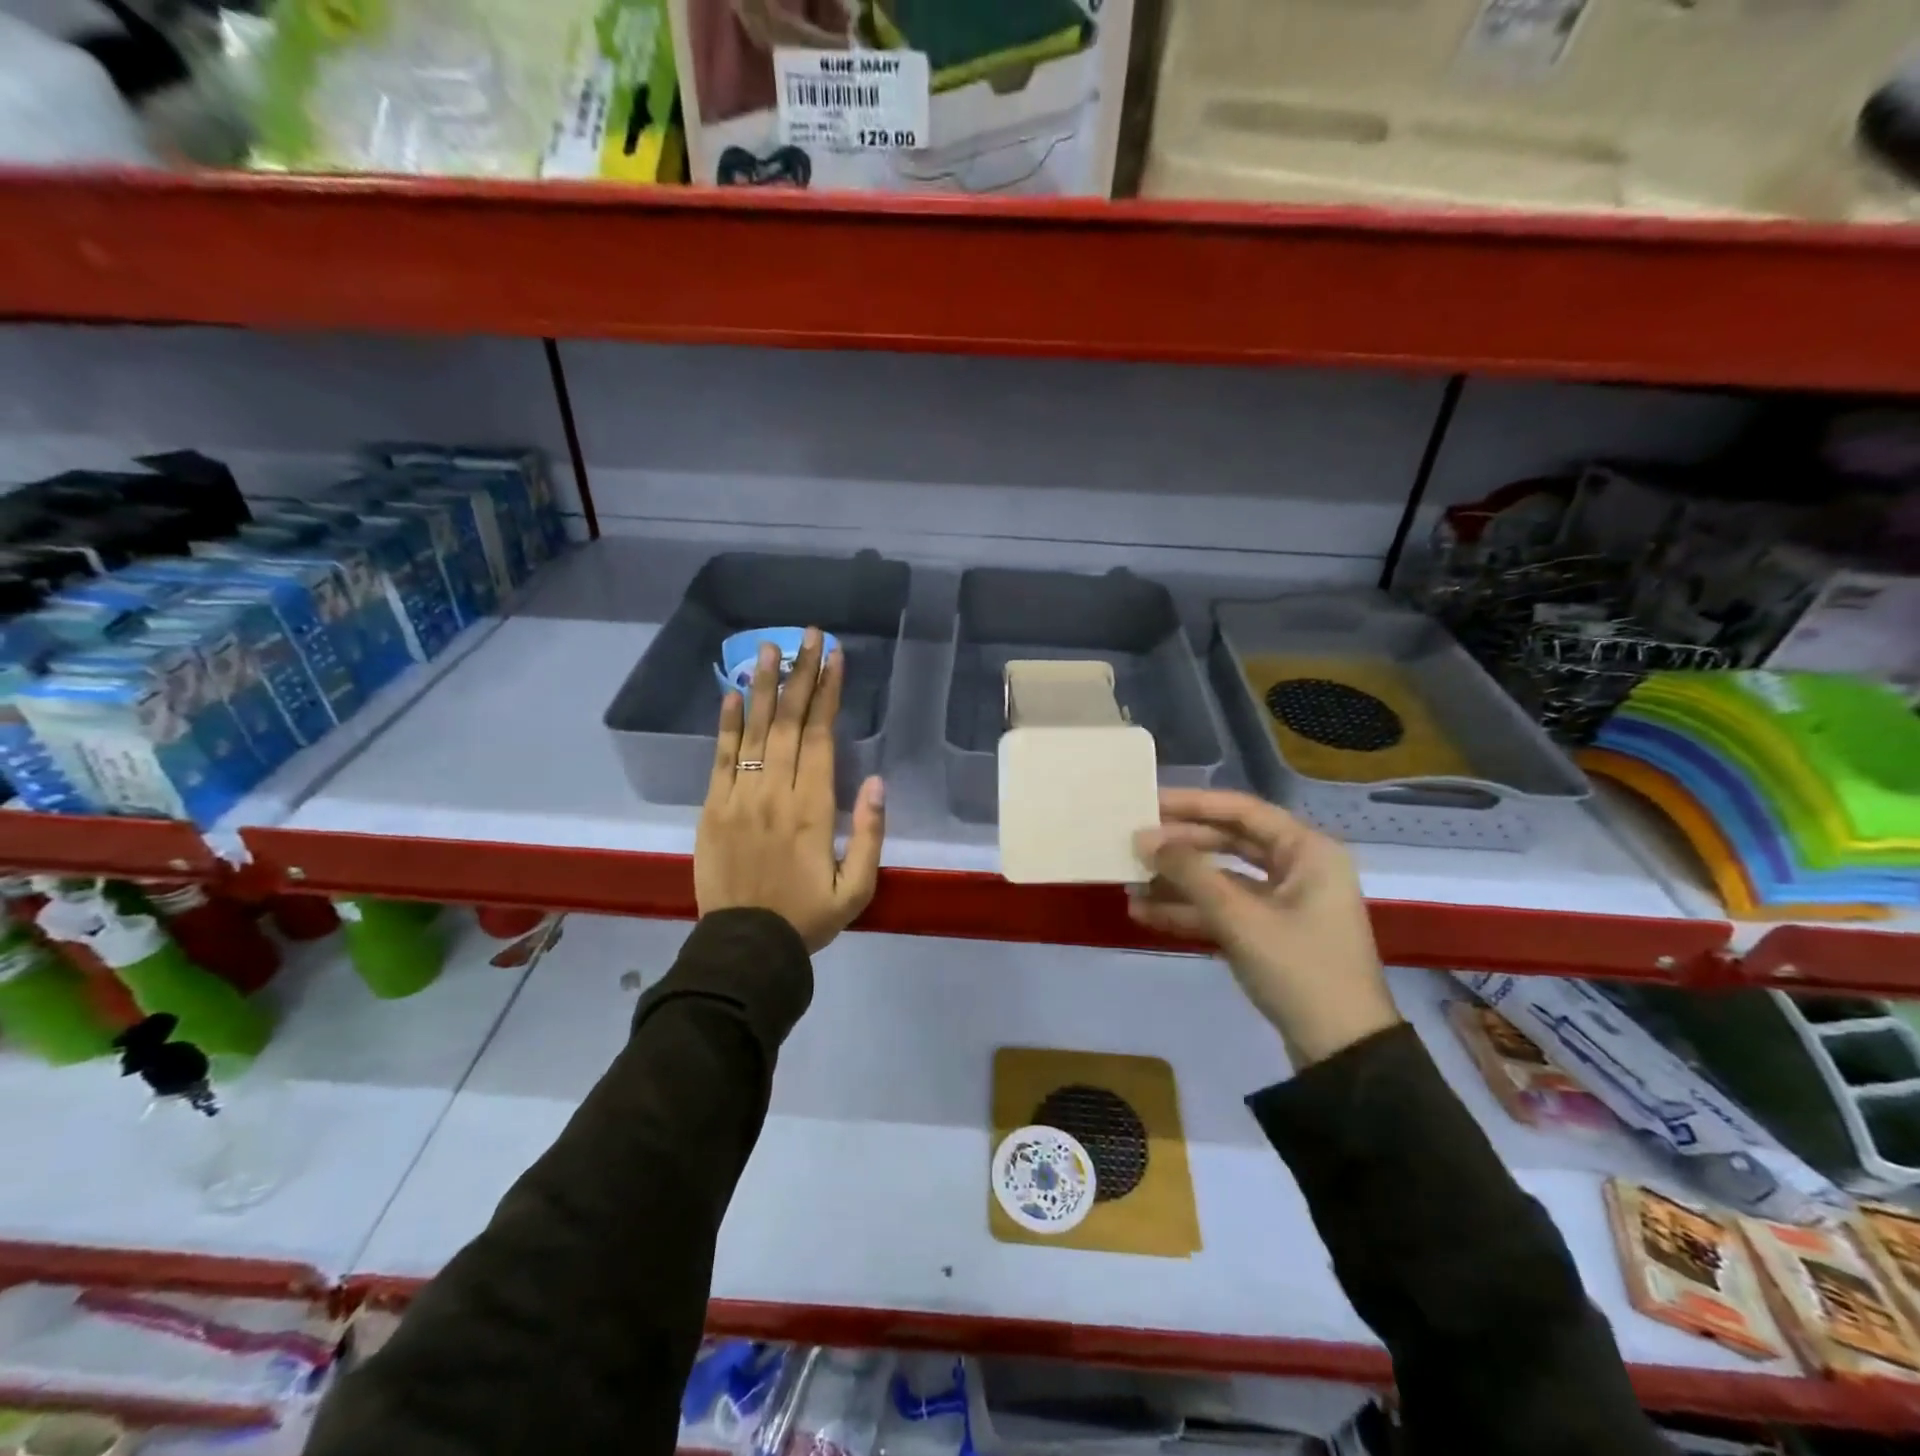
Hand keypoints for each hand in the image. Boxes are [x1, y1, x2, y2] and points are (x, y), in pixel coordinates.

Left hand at [695, 629, 885, 953]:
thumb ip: (869, 834)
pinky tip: (730, 693)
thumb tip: (876, 780)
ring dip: (761, 686)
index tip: (834, 657)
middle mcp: (775, 794)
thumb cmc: (807, 917)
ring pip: (752, 732)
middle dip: (800, 675)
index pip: (820, 737)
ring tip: (767, 647)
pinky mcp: (711, 809)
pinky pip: (718, 758)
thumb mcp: (857, 888)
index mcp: (813, 810)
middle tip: (807, 635)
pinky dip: (725, 724)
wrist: (744, 948)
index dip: (827, 694)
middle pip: (788, 723)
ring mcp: (738, 799)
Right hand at [1130, 789, 1398, 1066]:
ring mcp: (1284, 903)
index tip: (1148, 803)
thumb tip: (1143, 839)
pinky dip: (1190, 911)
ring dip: (1178, 883)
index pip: (1242, 811)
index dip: (1193, 805)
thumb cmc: (1300, 970)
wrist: (1342, 1053)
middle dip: (1180, 848)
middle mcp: (1299, 868)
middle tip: (1134, 845)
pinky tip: (1146, 914)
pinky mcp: (1271, 934)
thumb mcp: (1240, 918)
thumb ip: (1190, 873)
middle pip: (1229, 843)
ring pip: (1222, 879)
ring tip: (1130, 884)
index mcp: (1308, 851)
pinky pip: (1225, 910)